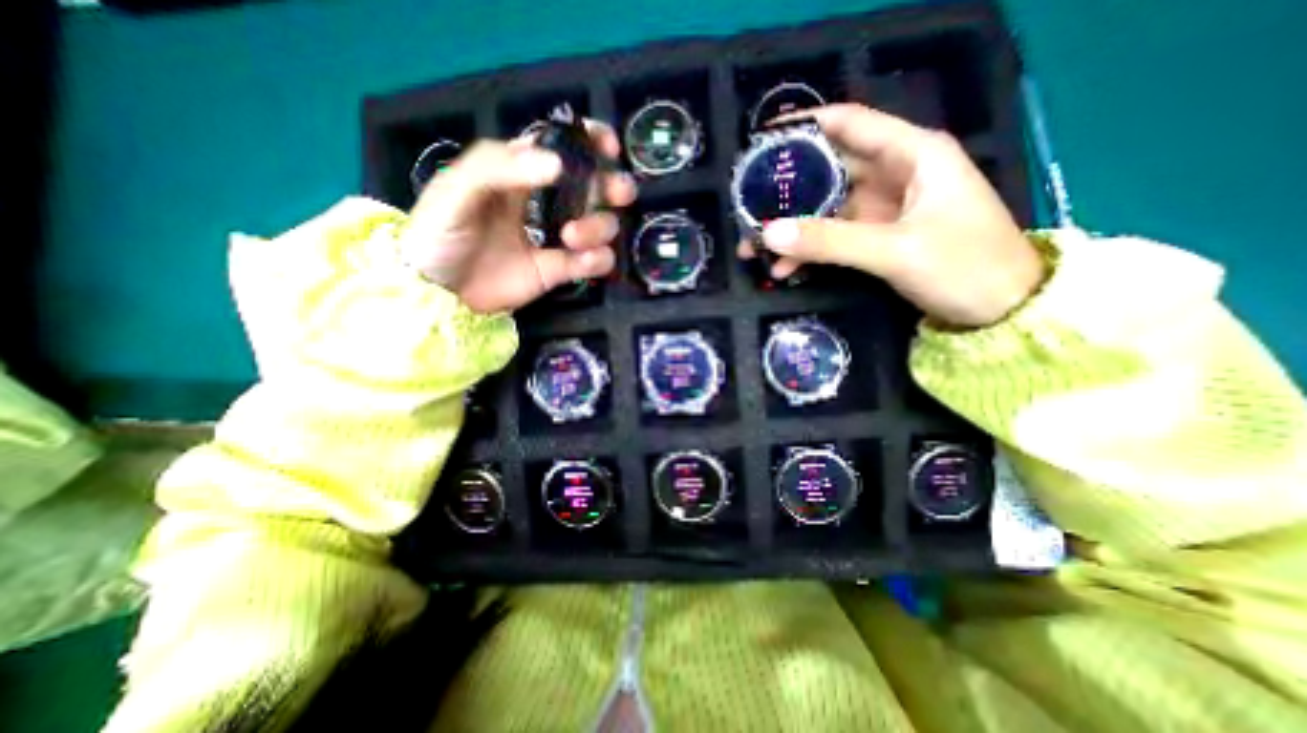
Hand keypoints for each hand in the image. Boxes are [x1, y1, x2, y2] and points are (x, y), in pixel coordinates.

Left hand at [405, 117, 637, 311]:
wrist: (438, 293)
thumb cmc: (439, 233)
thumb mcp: (456, 189)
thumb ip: (499, 167)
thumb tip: (557, 165)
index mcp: (520, 172)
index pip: (562, 147)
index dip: (590, 142)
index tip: (607, 146)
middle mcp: (545, 202)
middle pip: (594, 187)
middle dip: (612, 186)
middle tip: (617, 193)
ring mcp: (555, 238)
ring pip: (601, 224)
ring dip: (598, 227)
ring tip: (571, 237)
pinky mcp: (560, 270)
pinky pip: (595, 261)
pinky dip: (598, 259)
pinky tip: (583, 261)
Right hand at [740, 102, 1047, 327]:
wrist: (1001, 310)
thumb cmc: (964, 266)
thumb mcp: (894, 251)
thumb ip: (829, 241)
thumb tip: (768, 233)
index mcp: (911, 155)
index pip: (848, 124)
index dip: (804, 130)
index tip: (762, 147)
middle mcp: (894, 174)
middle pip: (828, 172)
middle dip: (787, 193)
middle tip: (747, 211)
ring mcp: (883, 209)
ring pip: (826, 210)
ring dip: (792, 230)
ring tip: (753, 249)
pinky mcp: (877, 237)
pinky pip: (833, 237)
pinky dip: (809, 251)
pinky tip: (784, 268)